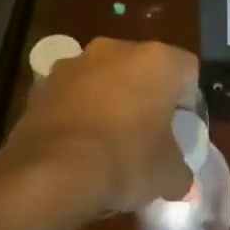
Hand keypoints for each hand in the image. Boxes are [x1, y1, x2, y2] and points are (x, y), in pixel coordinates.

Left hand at [5, 37, 197, 214]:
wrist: (53, 171)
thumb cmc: (126, 160)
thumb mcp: (169, 175)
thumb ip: (180, 171)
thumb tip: (179, 180)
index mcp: (157, 60)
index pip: (188, 70)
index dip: (189, 99)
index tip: (182, 127)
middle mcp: (116, 49)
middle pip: (142, 68)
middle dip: (146, 95)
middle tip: (148, 131)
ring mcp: (74, 64)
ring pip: (103, 78)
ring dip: (108, 100)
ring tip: (108, 140)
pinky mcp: (41, 85)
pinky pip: (70, 95)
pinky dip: (77, 112)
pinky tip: (78, 145)